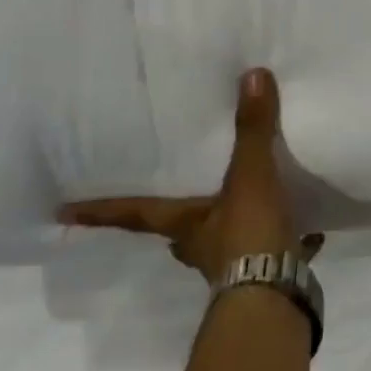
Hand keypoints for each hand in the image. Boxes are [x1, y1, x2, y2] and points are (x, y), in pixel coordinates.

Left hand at [58, 68, 321, 278]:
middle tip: (178, 202)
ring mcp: (234, 266)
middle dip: (178, 219)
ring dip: (233, 228)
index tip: (63, 213)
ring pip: (227, 243)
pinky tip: (308, 233)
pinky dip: (288, 242)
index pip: (134, 213)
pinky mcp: (269, 274)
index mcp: (186, 224)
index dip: (101, 210)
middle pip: (180, 231)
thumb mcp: (250, 176)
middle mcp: (202, 245)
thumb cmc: (248, 234)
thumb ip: (251, 130)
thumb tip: (251, 75)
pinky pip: (274, 253)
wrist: (277, 295)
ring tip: (251, 206)